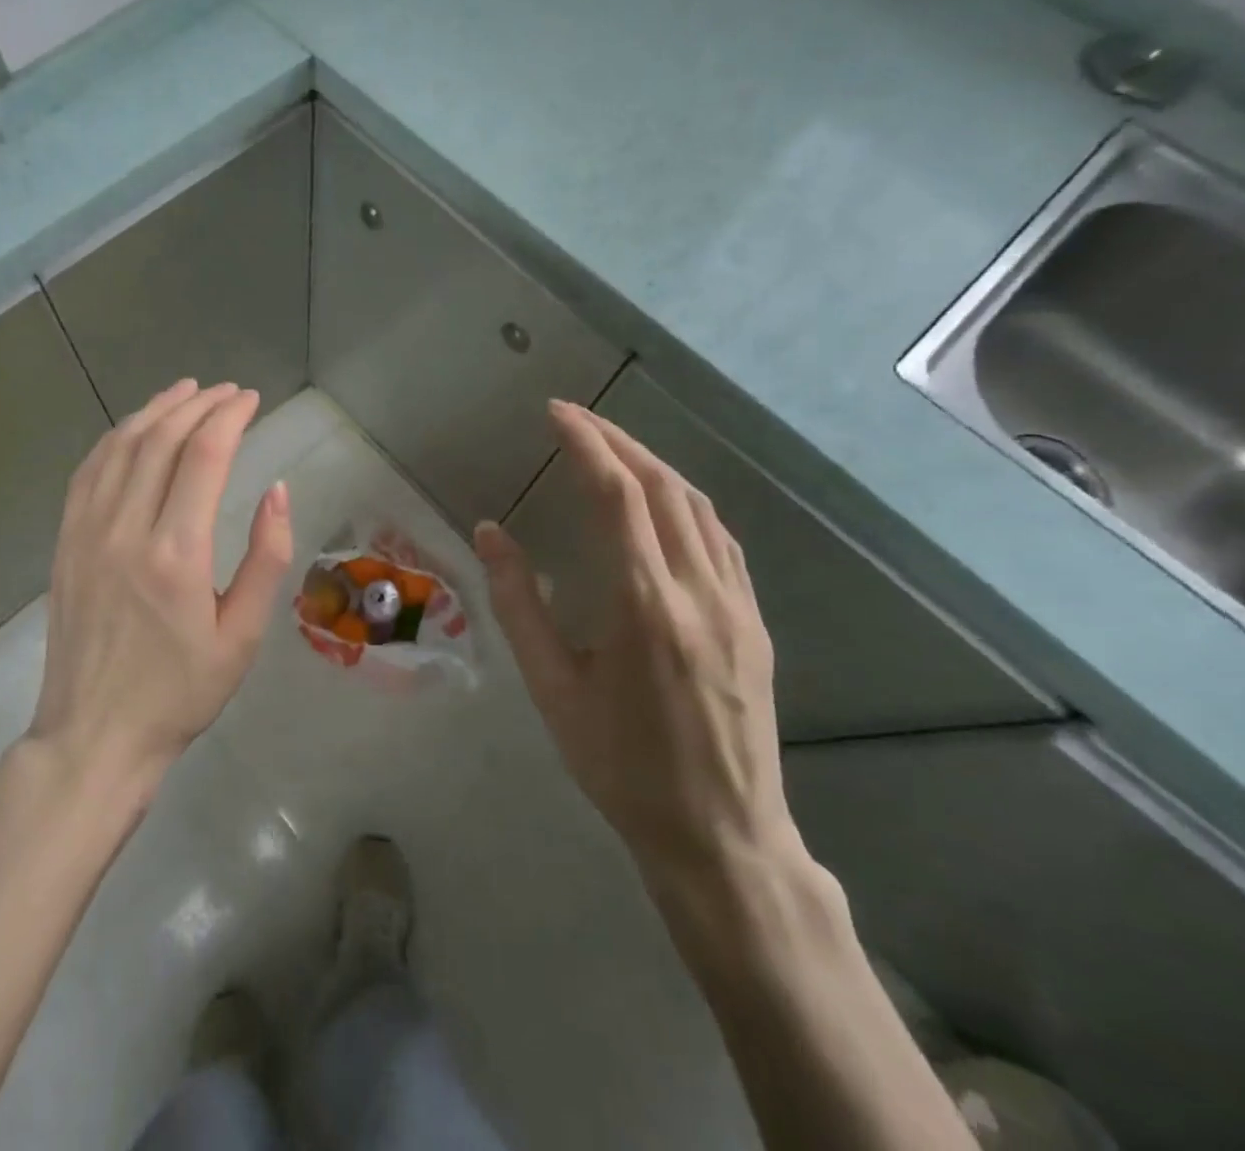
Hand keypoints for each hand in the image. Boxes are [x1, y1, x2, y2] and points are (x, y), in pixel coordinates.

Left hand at [29, 379, 293, 796]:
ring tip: (185, 392)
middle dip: (198, 404)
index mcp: (176, 553)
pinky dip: (115, 438)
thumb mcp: (243, 636)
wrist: (95, 735)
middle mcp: (126, 529)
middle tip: (227, 392)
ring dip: (156, 410)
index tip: (251, 400)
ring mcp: (87, 532)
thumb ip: (266, 558)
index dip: (230, 416)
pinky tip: (134, 429)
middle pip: (161, 439)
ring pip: (121, 446)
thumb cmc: (179, 693)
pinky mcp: (66, 542)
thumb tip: (277, 490)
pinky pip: (88, 471)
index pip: (204, 455)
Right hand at [474, 400, 791, 883]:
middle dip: (617, 440)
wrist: (719, 833)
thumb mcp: (552, 687)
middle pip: (662, 487)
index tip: (556, 412)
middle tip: (575, 418)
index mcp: (643, 604)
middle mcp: (698, 590)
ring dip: (653, 465)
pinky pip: (720, 540)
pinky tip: (661, 504)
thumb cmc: (619, 764)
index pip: (617, 495)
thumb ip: (518, 602)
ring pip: (698, 507)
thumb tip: (490, 531)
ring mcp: (736, 604)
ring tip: (611, 449)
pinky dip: (684, 503)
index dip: (586, 443)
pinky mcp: (754, 622)